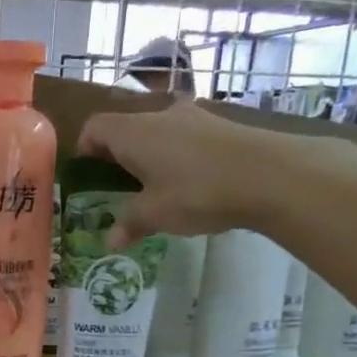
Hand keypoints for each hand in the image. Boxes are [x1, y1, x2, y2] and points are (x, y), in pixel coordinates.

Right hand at [79, 101, 302, 246]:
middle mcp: (159, 115)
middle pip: (126, 129)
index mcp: (133, 132)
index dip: (84, 150)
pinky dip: (178, 156)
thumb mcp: (155, 215)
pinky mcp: (221, 125)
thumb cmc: (196, 192)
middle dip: (118, 156)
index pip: (94, 128)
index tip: (88, 176)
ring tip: (157, 188)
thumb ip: (129, 224)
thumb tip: (110, 241)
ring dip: (151, 156)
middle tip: (119, 188)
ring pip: (158, 132)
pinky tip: (191, 184)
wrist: (271, 174)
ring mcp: (193, 117)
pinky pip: (185, 138)